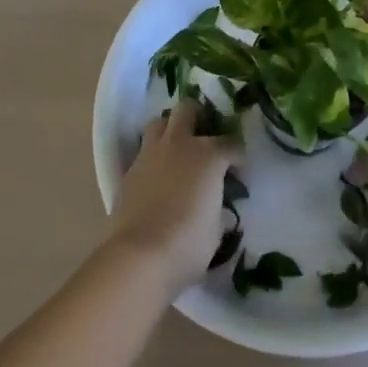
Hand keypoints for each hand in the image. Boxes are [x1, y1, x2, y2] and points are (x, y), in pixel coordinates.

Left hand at [108, 101, 238, 293]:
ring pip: (159, 123)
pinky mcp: (129, 171)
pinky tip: (158, 177)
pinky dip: (153, 158)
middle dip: (199, 117)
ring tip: (178, 150)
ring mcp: (150, 154)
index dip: (238, 157)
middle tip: (205, 139)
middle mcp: (179, 144)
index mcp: (208, 154)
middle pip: (188, 110)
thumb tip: (214, 202)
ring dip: (170, 130)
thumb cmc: (188, 243)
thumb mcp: (217, 227)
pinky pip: (144, 152)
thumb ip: (217, 204)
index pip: (231, 143)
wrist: (139, 256)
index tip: (239, 172)